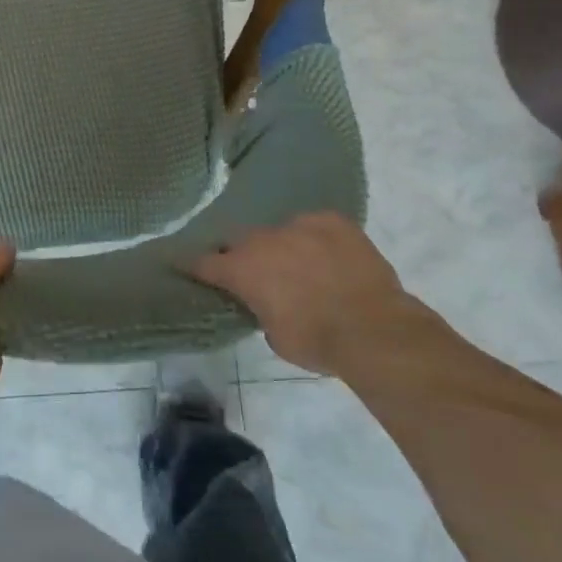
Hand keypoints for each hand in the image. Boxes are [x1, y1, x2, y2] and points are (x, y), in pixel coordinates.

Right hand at [194, 212, 412, 375]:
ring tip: (303, 266)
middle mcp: (263, 239)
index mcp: (242, 269)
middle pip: (243, 241)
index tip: (187, 266)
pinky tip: (330, 256)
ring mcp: (298, 224)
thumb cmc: (317, 341)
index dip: (196, 266)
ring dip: (285, 247)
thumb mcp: (276, 337)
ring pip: (281, 231)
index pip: (204, 262)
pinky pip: (315, 225)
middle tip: (260, 274)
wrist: (374, 329)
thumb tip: (268, 302)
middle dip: (245, 256)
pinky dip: (316, 238)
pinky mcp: (332, 220)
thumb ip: (262, 310)